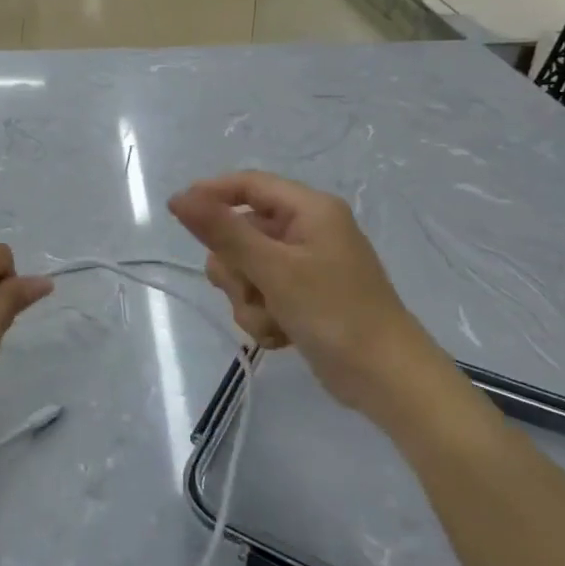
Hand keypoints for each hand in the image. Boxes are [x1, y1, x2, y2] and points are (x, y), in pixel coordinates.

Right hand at [168, 172, 441, 419]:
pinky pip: (261, 295)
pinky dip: (263, 316)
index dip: (210, 194)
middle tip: (251, 291)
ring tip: (273, 321)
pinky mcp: (302, 297)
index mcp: (309, 209)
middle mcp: (306, 230)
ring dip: (249, 299)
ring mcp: (305, 266)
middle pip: (241, 232)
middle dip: (237, 269)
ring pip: (246, 269)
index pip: (248, 185)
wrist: (387, 380)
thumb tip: (179, 198)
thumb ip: (224, 231)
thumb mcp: (273, 269)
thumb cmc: (335, 312)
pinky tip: (282, 337)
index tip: (177, 214)